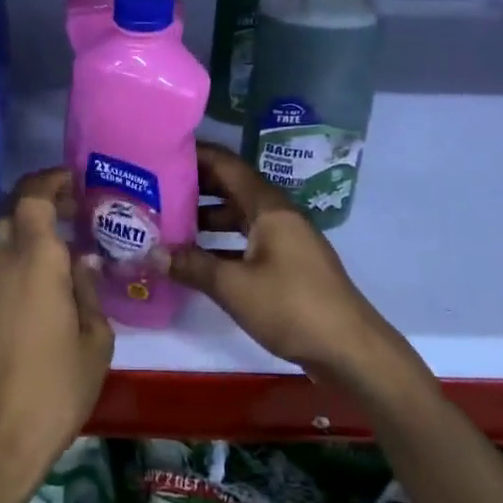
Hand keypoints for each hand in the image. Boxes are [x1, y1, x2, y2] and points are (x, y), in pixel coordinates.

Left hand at [0, 168, 113, 502]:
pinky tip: (50, 278)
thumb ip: (89, 289)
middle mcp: (4, 261)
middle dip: (45, 200)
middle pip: (17, 209)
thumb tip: (84, 260)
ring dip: (33, 228)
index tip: (78, 180)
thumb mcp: (94, 339)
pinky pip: (2, 261)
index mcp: (35, 259)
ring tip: (68, 243)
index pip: (33, 195)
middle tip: (78, 210)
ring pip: (7, 234)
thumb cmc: (55, 386)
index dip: (52, 179)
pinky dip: (23, 253)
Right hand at [167, 143, 402, 380]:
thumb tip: (152, 253)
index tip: (160, 152)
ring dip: (206, 217)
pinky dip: (221, 242)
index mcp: (268, 206)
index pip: (226, 164)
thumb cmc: (292, 306)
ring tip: (168, 222)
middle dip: (194, 186)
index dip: (194, 155)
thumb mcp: (234, 287)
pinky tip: (196, 258)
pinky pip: (247, 239)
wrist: (351, 350)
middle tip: (155, 188)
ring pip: (238, 215)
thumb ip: (193, 266)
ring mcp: (285, 238)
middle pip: (231, 187)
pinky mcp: (288, 263)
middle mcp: (277, 213)